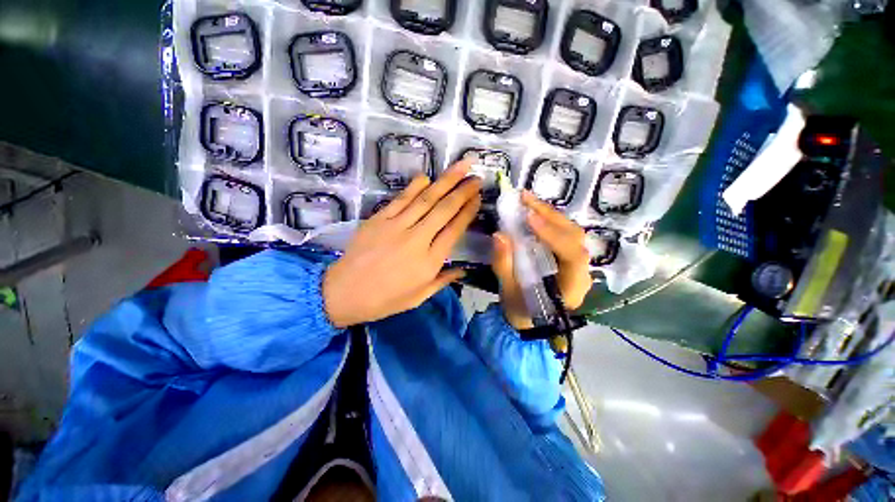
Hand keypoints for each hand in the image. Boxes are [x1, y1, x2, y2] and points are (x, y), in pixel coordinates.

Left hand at [323, 159, 481, 327]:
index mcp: (429, 261)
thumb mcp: (419, 297)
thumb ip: (443, 281)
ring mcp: (397, 226)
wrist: (344, 293)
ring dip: (445, 181)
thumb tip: (464, 270)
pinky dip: (414, 187)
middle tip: (476, 177)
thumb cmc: (384, 300)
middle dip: (463, 191)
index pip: (454, 230)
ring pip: (426, 199)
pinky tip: (426, 177)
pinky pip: (400, 199)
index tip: (478, 198)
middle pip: (444, 209)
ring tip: (460, 167)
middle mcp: (417, 239)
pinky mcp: (379, 219)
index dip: (468, 212)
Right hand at [491, 191, 591, 329]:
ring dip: (549, 214)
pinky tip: (533, 212)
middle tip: (525, 199)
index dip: (552, 234)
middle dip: (550, 216)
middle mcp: (581, 272)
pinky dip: (548, 221)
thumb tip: (499, 235)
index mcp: (572, 287)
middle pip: (574, 237)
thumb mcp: (508, 291)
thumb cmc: (521, 309)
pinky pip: (563, 235)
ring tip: (527, 200)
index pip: (571, 255)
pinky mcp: (568, 257)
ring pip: (570, 233)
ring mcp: (577, 264)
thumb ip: (504, 265)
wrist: (531, 319)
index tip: (529, 218)